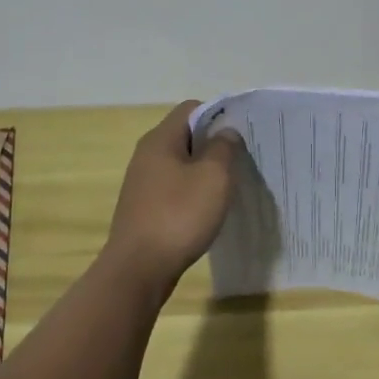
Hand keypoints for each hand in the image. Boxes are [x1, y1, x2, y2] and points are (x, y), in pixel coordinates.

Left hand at [104, 100, 241, 292]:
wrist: (137, 270)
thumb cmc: (178, 215)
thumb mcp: (214, 177)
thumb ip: (224, 148)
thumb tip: (226, 133)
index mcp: (161, 139)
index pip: (192, 108)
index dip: (219, 115)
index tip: (241, 134)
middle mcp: (147, 155)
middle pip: (186, 135)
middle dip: (214, 144)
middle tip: (241, 160)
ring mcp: (143, 183)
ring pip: (181, 164)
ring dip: (204, 171)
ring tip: (228, 186)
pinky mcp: (144, 208)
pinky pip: (174, 188)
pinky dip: (192, 193)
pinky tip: (207, 211)